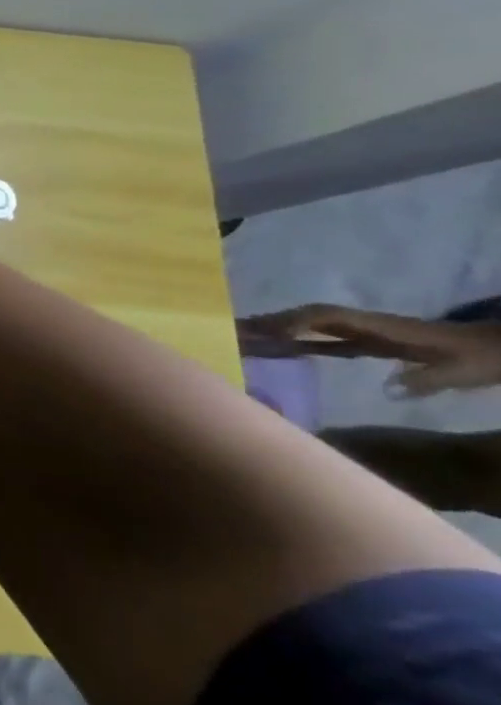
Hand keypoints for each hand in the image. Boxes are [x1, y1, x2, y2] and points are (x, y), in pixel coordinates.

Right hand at [237, 303, 500, 394]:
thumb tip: (388, 387)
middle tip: (232, 329)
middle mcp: (365, 325)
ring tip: (243, 335)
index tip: (267, 332)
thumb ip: (426, 379)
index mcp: (381, 327)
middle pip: (309, 317)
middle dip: (271, 320)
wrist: (499, 348)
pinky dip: (295, 338)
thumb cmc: (480, 358)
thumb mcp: (461, 371)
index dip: (295, 322)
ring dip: (277, 327)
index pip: (327, 318)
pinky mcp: (368, 342)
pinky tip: (279, 347)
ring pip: (311, 324)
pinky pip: (322, 336)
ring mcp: (365, 332)